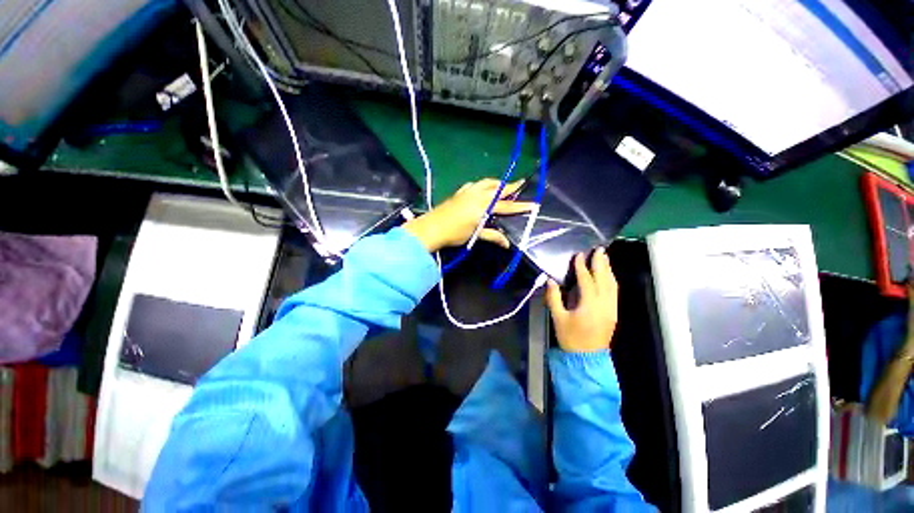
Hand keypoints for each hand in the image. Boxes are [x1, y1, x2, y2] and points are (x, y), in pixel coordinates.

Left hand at [404, 179, 535, 251]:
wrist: (432, 228)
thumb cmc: (455, 233)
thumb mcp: (475, 235)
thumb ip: (492, 236)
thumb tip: (507, 243)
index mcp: (483, 205)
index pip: (506, 206)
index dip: (521, 206)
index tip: (534, 204)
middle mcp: (477, 194)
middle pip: (497, 188)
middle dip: (510, 186)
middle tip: (521, 183)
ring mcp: (467, 192)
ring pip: (486, 182)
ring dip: (497, 183)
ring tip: (503, 185)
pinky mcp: (459, 193)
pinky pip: (474, 184)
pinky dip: (482, 185)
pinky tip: (481, 188)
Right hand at [545, 248, 617, 352]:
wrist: (587, 358)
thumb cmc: (570, 338)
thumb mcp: (558, 318)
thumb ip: (554, 298)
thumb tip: (550, 281)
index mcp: (589, 306)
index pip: (587, 281)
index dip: (582, 267)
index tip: (579, 255)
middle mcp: (604, 305)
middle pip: (604, 280)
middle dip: (601, 264)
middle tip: (599, 250)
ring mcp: (612, 309)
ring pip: (613, 285)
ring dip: (608, 270)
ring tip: (604, 258)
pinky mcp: (613, 313)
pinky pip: (614, 292)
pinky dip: (611, 280)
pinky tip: (607, 275)